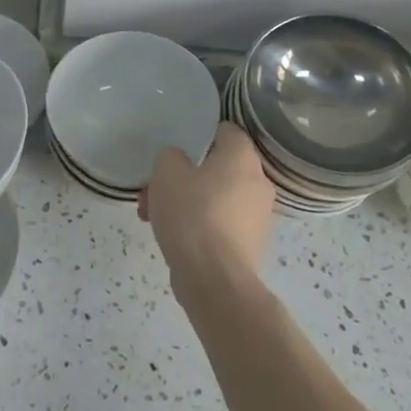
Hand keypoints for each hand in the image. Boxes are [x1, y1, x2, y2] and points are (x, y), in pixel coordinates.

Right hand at [139, 122, 274, 305]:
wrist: (214, 280)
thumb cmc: (193, 214)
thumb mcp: (167, 172)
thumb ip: (170, 155)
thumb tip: (178, 161)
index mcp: (242, 156)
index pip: (225, 131)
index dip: (198, 135)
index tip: (175, 148)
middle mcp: (257, 181)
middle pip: (215, 167)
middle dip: (182, 176)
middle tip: (154, 188)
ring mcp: (257, 215)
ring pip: (214, 196)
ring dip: (185, 201)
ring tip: (152, 216)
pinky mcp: (249, 244)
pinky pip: (219, 222)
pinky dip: (198, 224)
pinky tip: (170, 236)